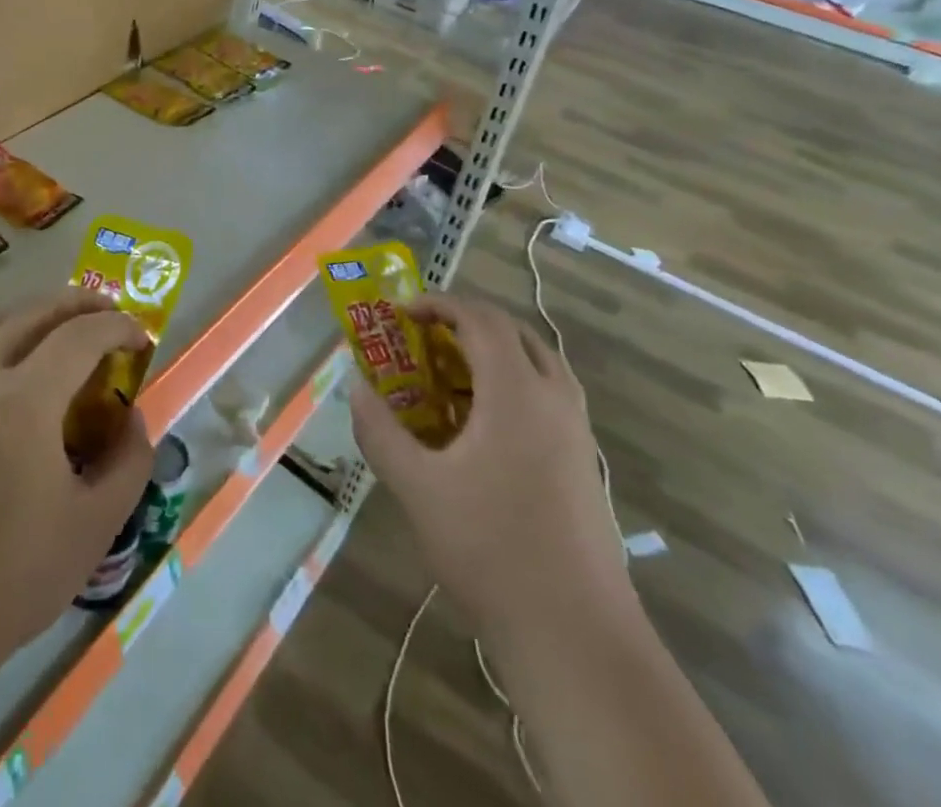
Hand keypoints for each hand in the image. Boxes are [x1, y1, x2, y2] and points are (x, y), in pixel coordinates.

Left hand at [0, 290, 155, 687]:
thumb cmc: (12, 578)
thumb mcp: (97, 524)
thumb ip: (130, 459)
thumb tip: (131, 416)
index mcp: (23, 403)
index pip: (80, 335)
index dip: (117, 327)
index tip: (142, 338)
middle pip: (33, 312)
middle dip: (78, 304)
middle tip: (109, 315)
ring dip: (37, 314)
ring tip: (67, 329)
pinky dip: (4, 338)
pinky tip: (19, 369)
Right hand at [349, 294, 629, 646]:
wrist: (576, 635)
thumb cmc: (489, 549)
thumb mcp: (417, 487)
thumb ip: (380, 431)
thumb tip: (356, 387)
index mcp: (516, 392)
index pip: (480, 319)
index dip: (440, 305)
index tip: (403, 313)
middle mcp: (554, 398)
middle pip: (513, 332)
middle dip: (466, 323)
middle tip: (425, 338)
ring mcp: (577, 431)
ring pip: (537, 363)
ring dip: (492, 354)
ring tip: (448, 378)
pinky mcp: (584, 462)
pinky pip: (547, 396)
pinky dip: (512, 386)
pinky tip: (481, 429)